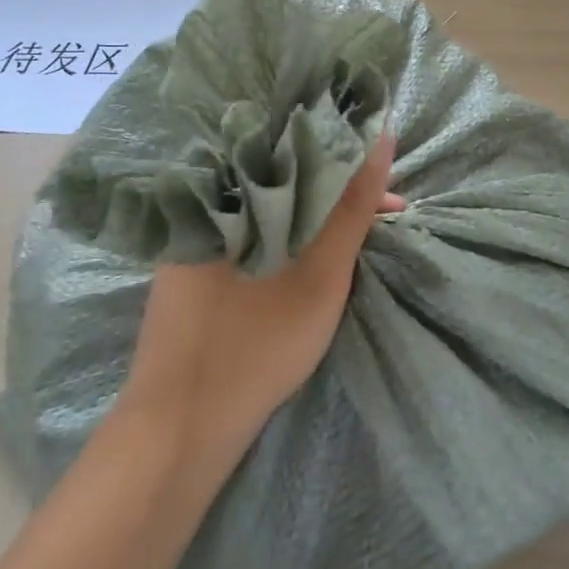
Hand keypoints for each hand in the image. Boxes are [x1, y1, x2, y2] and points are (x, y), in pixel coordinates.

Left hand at [110, 135, 402, 484]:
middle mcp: (203, 207)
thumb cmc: (256, 345)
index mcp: (227, 193)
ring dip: (312, 217)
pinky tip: (305, 253)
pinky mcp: (189, 271)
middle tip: (381, 216)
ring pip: (268, 209)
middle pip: (284, 182)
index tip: (387, 197)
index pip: (298, 156)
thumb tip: (383, 137)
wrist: (181, 431)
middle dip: (337, 196)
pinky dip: (284, 238)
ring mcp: (191, 241)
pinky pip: (248, 234)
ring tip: (352, 233)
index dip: (351, 170)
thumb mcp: (320, 274)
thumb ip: (353, 208)